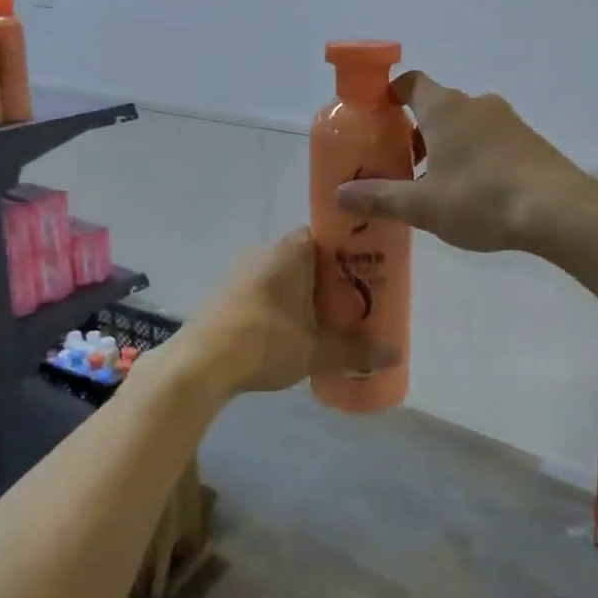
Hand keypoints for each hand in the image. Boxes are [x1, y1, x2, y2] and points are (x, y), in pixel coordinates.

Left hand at [162, 229, 392, 399]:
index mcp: (291, 252)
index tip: (364, 274)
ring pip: (281, 276)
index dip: (346, 252)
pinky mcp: (224, 294)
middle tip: (350, 305)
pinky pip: (261, 292)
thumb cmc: (265, 342)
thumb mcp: (317, 351)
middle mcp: (265, 252)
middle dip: (327, 279)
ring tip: (322, 323)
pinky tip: (286, 334)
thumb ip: (357, 351)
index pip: (324, 235)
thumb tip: (396, 355)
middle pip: (305, 257)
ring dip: (300, 294)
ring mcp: (240, 272)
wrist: (201, 363)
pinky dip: (277, 306)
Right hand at [335, 72, 588, 254]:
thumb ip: (378, 197)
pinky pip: (489, 139)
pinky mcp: (529, 141)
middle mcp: (475, 104)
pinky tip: (473, 193)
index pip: (411, 82)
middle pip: (436, 106)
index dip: (390, 94)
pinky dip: (473, 155)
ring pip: (464, 124)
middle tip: (401, 165)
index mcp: (444, 109)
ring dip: (445, 145)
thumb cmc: (480, 199)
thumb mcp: (422, 206)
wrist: (559, 211)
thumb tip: (338, 194)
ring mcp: (507, 121)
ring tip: (435, 185)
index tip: (377, 117)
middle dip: (415, 131)